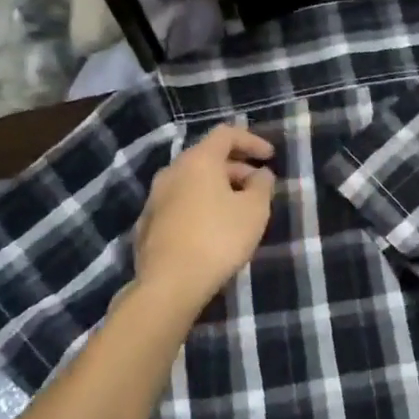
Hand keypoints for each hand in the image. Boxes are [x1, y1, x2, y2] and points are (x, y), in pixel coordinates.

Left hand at [134, 124, 276, 313]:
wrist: (169, 284)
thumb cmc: (219, 238)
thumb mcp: (254, 210)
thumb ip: (262, 185)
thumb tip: (260, 174)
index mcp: (198, 161)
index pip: (226, 134)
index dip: (252, 141)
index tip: (270, 156)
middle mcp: (172, 171)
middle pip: (208, 157)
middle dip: (236, 168)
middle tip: (258, 187)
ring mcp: (155, 198)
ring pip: (192, 181)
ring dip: (218, 188)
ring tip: (238, 209)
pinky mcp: (148, 224)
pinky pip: (180, 203)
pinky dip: (200, 205)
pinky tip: (212, 229)